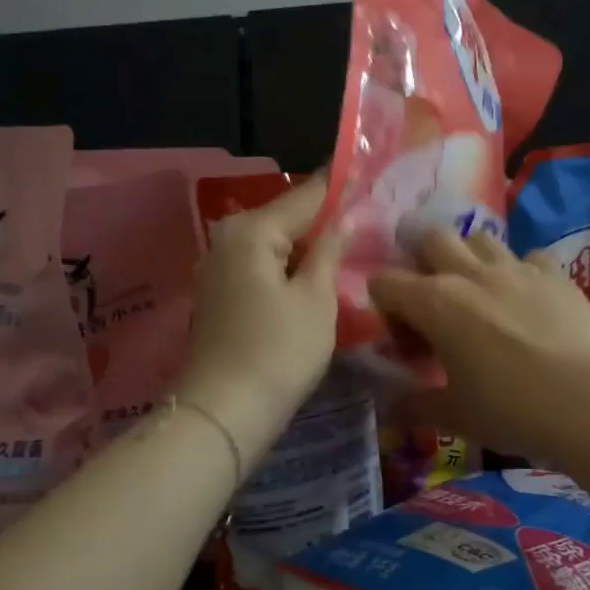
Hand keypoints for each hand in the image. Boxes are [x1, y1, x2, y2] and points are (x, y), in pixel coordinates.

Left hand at [176, 177, 341, 463]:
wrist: (224, 412)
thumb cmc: (279, 352)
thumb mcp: (317, 299)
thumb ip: (329, 251)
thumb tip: (342, 219)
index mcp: (252, 230)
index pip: (307, 195)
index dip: (341, 187)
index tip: (371, 178)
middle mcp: (227, 238)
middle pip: (287, 218)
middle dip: (324, 222)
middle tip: (366, 226)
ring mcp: (218, 267)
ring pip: (274, 245)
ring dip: (306, 248)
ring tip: (347, 253)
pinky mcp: (218, 295)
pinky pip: (261, 267)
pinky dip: (287, 269)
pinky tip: (313, 280)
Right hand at [369, 229, 589, 460]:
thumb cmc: (512, 409)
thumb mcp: (456, 416)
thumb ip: (416, 406)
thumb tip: (390, 409)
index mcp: (436, 303)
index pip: (386, 283)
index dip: (386, 308)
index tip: (405, 341)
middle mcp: (471, 274)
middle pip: (432, 239)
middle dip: (424, 262)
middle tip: (435, 302)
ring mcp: (517, 268)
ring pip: (481, 238)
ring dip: (471, 258)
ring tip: (480, 295)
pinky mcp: (556, 274)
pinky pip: (529, 256)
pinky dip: (521, 271)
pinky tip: (528, 300)